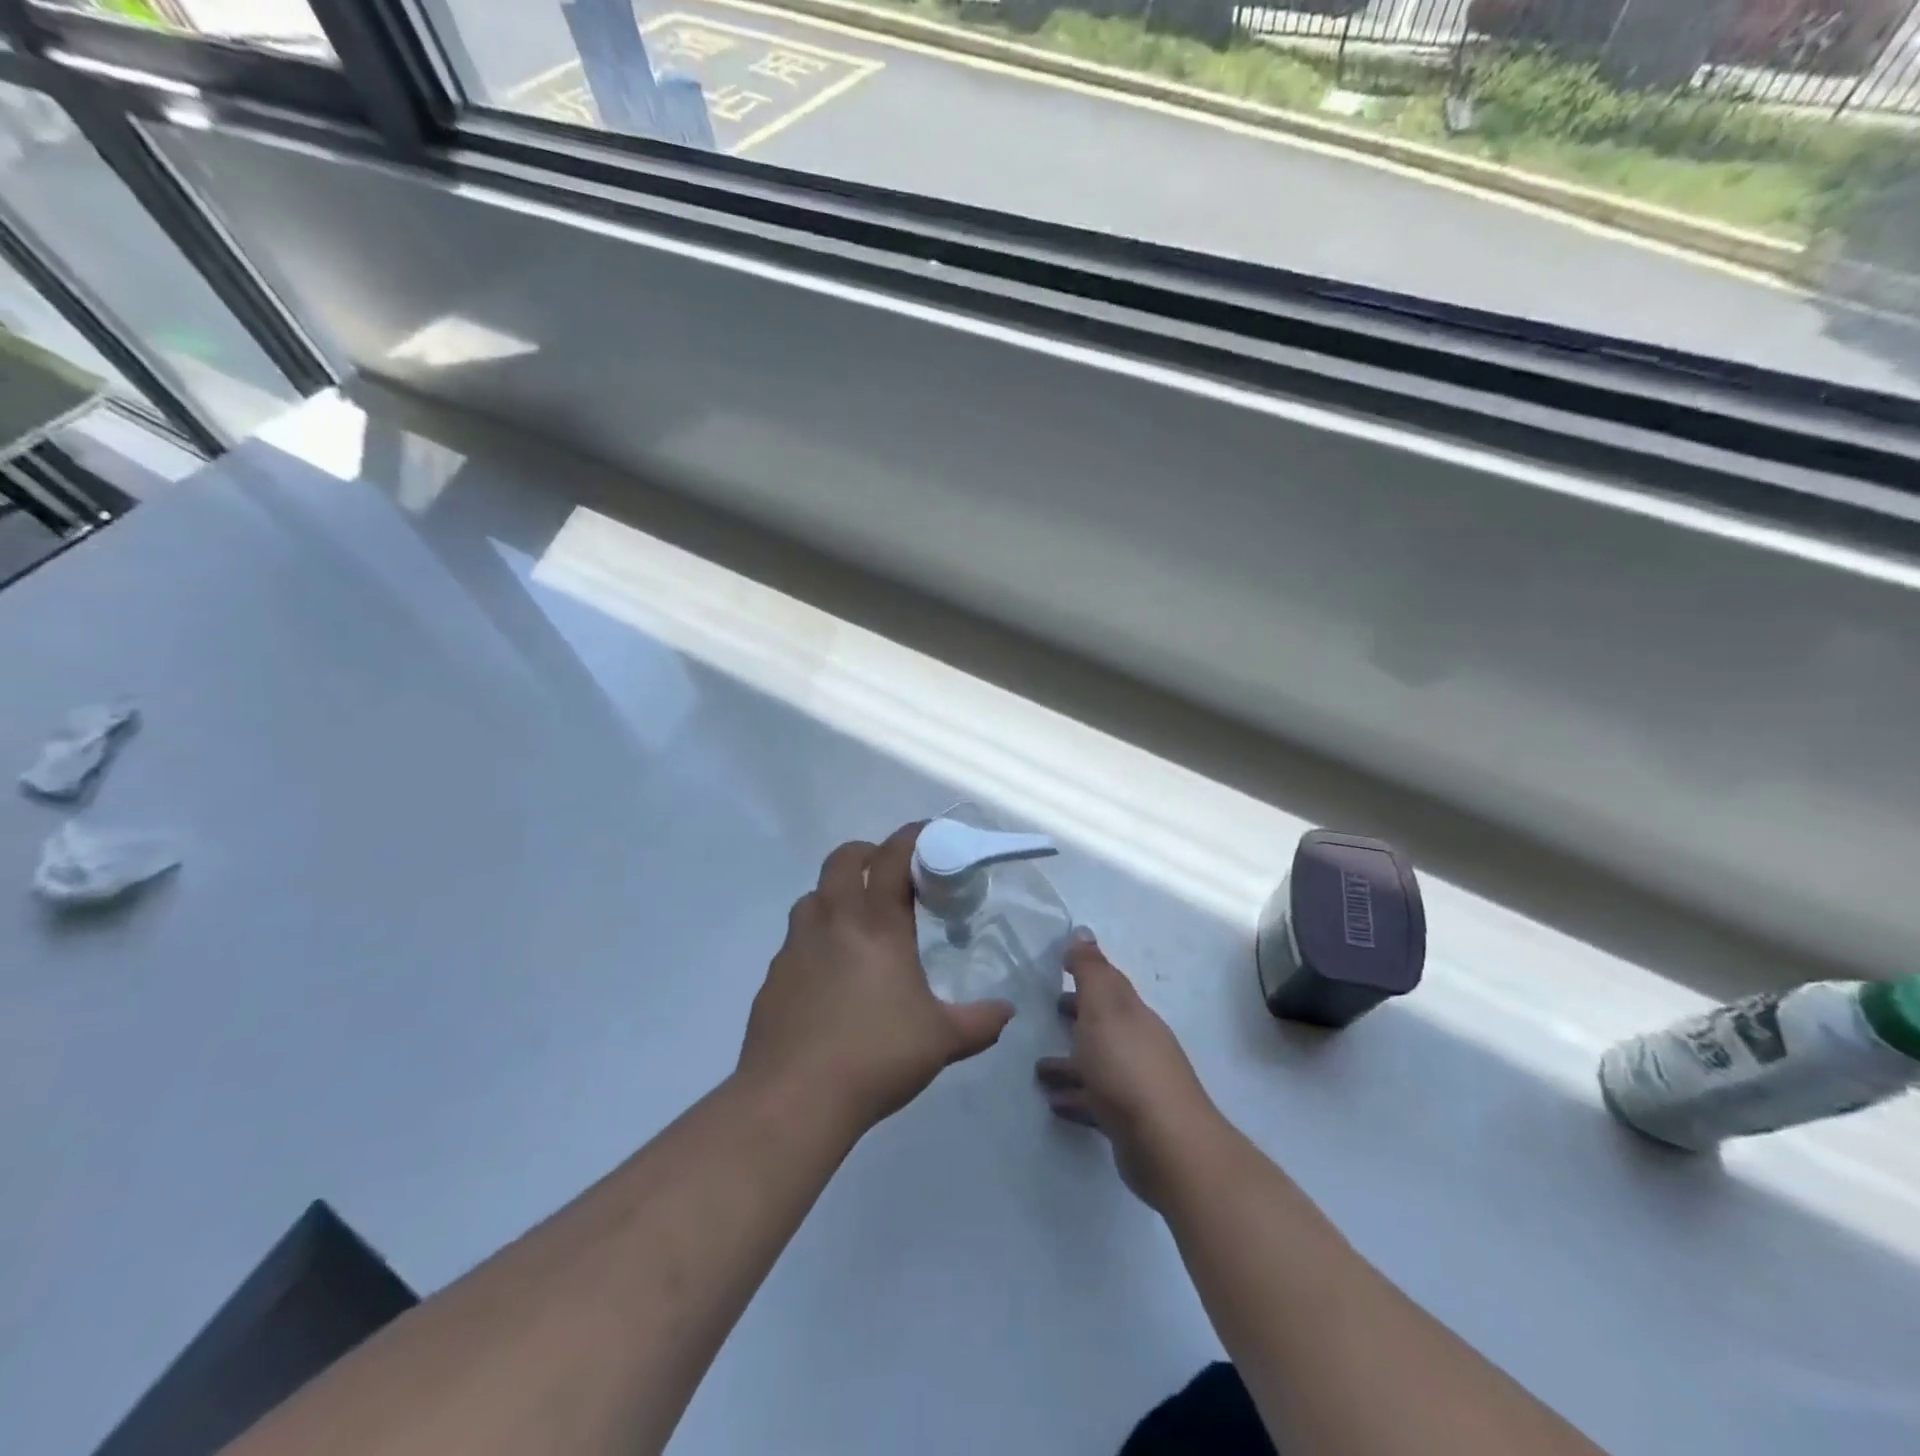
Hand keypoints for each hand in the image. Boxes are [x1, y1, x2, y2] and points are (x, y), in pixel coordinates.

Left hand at [739, 822, 1014, 1135]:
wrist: (794, 1098)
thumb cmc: (876, 1056)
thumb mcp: (942, 1041)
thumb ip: (980, 1022)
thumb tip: (1007, 1011)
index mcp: (877, 924)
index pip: (892, 858)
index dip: (911, 837)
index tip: (927, 835)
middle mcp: (833, 921)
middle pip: (842, 859)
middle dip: (866, 854)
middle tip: (887, 874)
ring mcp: (796, 946)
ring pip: (813, 896)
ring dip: (835, 894)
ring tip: (857, 923)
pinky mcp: (773, 975)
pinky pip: (796, 939)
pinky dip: (815, 938)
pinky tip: (828, 974)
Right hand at [1036, 935, 1224, 1208]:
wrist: (1167, 1145)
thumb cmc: (1127, 1068)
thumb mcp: (1104, 1009)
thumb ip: (1091, 971)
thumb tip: (1082, 931)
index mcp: (1132, 1014)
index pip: (1109, 985)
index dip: (1087, 972)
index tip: (1059, 964)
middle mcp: (1138, 1044)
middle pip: (1104, 1023)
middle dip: (1079, 1014)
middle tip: (1048, 1009)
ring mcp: (1135, 1085)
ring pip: (1097, 1064)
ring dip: (1071, 1062)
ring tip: (1038, 1067)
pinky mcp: (1128, 1122)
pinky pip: (1095, 1101)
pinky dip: (1076, 1097)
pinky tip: (1054, 1102)